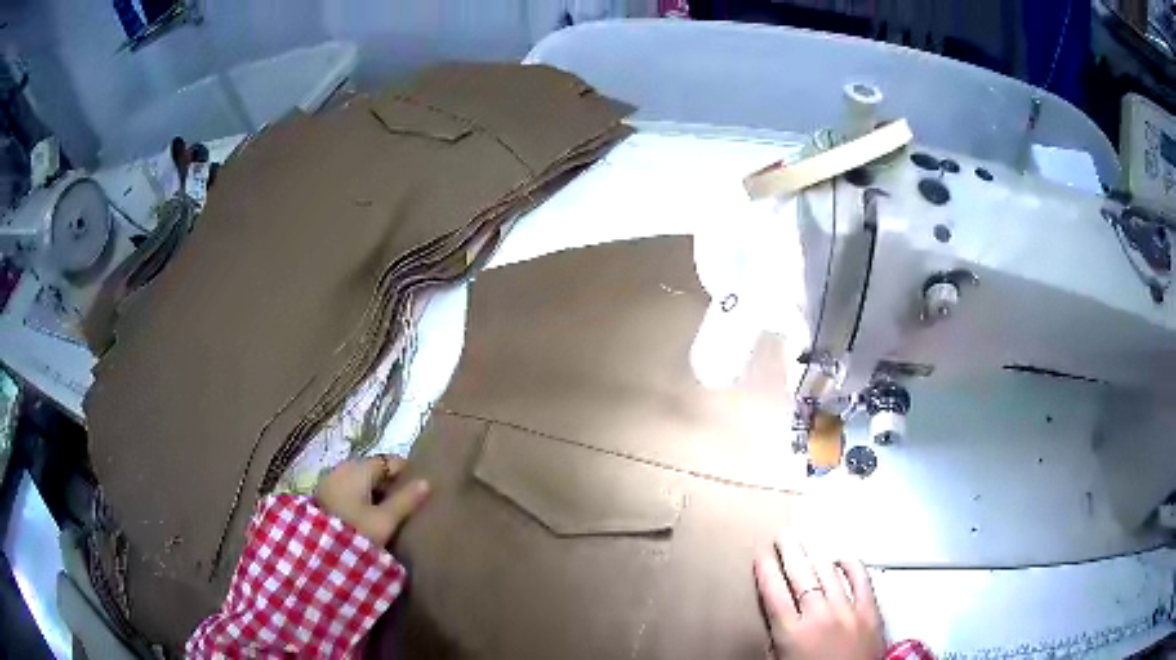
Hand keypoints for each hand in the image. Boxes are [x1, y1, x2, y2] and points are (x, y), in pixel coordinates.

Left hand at [313, 455, 429, 546]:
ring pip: (361, 480)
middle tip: (407, 503)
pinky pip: (350, 488)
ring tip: (390, 512)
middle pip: (374, 469)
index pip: (389, 461)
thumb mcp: (385, 520)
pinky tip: (369, 515)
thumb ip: (405, 500)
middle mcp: (343, 467)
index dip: (406, 472)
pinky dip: (362, 497)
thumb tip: (426, 482)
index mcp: (358, 469)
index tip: (420, 488)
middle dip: (391, 483)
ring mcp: (331, 480)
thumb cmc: (355, 531)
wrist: (317, 549)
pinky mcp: (325, 494)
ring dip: (376, 492)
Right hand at [753, 534, 884, 659]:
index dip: (765, 569)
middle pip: (800, 574)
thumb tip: (773, 621)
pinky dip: (851, 565)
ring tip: (807, 540)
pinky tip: (843, 558)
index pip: (774, 592)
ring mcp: (847, 611)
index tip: (761, 553)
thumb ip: (776, 641)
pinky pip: (861, 579)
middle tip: (782, 535)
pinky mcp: (870, 611)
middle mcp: (819, 616)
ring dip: (815, 553)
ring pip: (828, 572)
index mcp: (792, 633)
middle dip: (789, 551)